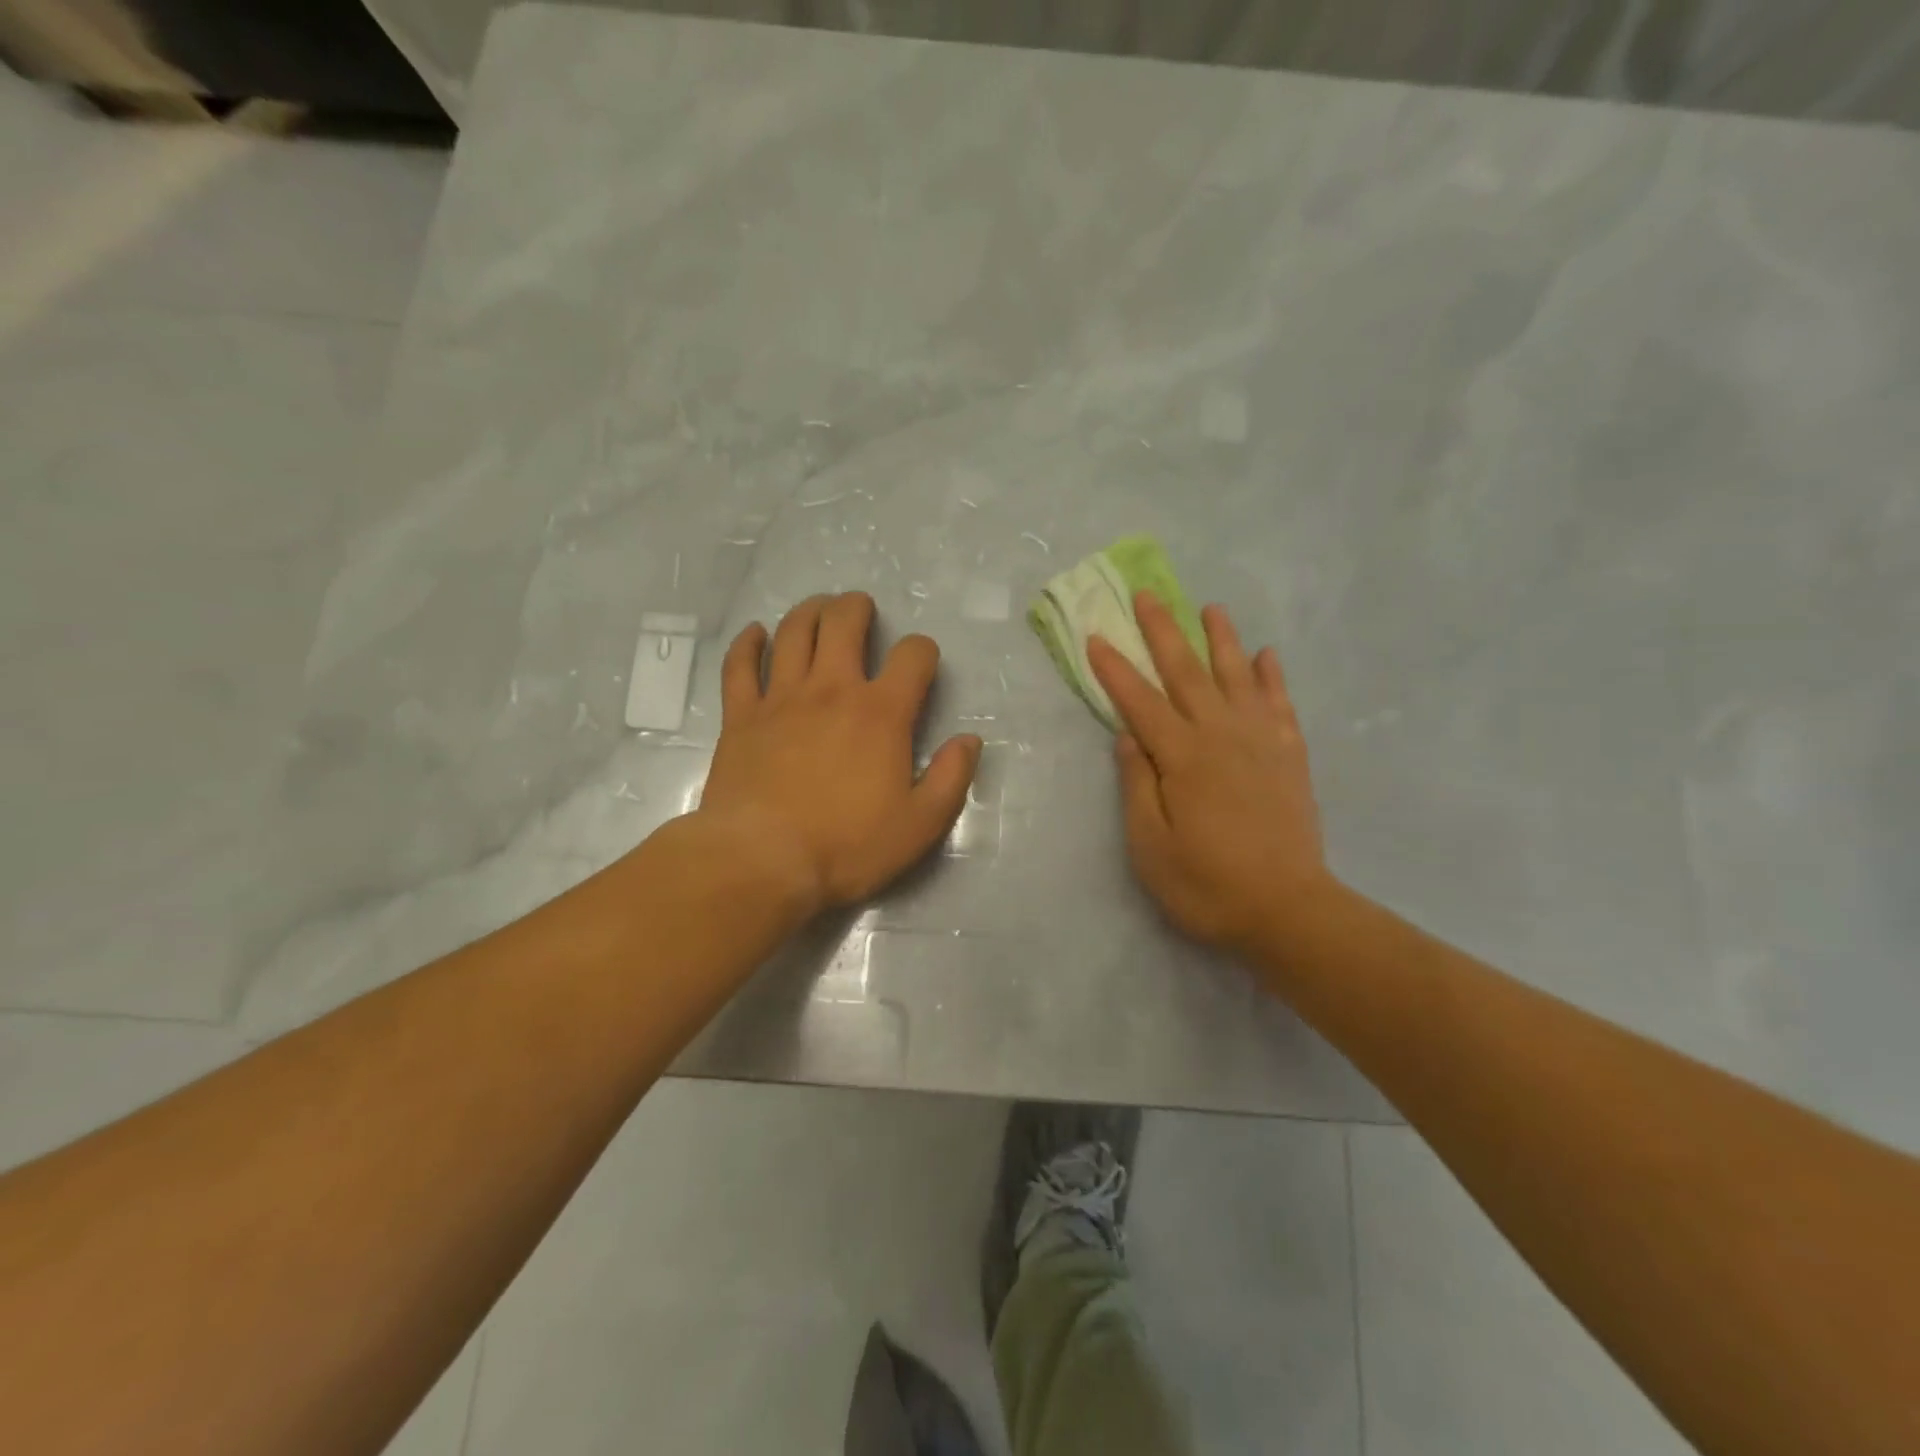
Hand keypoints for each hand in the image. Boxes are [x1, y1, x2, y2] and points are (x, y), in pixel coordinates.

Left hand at [697, 592, 981, 915]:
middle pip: (844, 623)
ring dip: (810, 611)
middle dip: (857, 608)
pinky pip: (740, 665)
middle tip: (862, 611)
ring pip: (794, 632)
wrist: (761, 862)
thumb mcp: (920, 824)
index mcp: (881, 713)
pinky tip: (755, 634)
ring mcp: (781, 698)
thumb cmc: (847, 846)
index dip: (922, 651)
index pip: (912, 656)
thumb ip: (951, 778)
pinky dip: (747, 643)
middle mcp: (832, 690)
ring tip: (819, 609)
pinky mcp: (740, 716)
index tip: (921, 664)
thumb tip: (969, 740)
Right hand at [1088, 593, 1329, 956]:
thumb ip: (1138, 785)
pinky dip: (1271, 676)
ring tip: (1210, 608)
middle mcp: (1221, 736)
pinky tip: (1266, 655)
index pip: (1140, 702)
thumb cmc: (1206, 884)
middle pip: (1187, 673)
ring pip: (1236, 676)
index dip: (1115, 669)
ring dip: (1220, 639)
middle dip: (1163, 632)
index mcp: (1182, 757)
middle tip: (1147, 596)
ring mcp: (1261, 742)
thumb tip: (1127, 736)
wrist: (1288, 911)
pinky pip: (1279, 704)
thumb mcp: (1151, 846)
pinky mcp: (1289, 756)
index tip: (1096, 636)